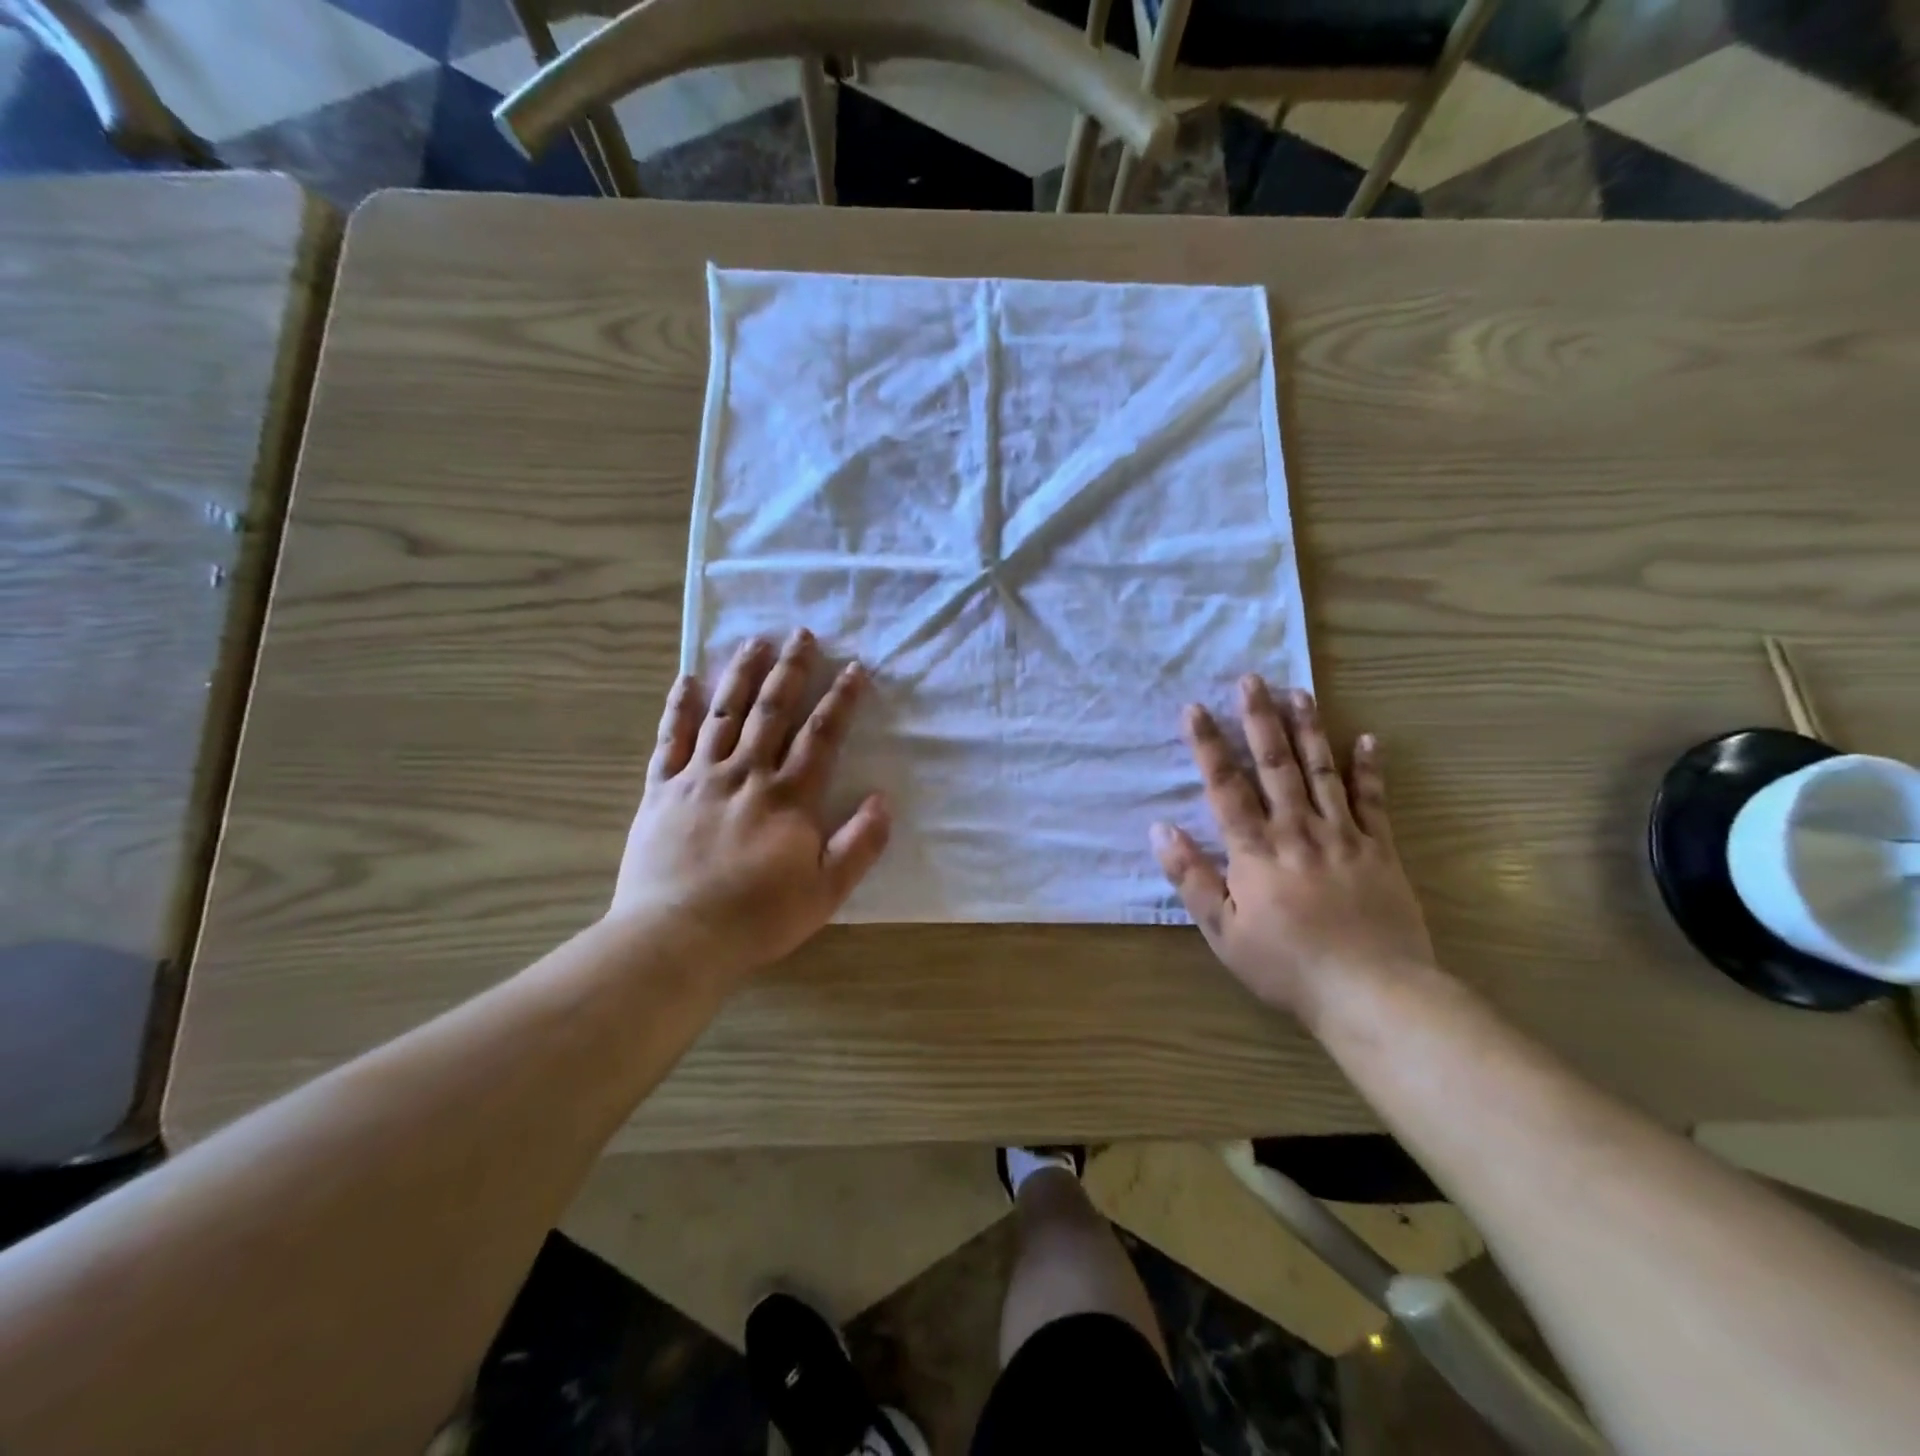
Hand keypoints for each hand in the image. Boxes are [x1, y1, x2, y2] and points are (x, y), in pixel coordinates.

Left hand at [611, 629, 889, 981]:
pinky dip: (680, 708)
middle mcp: (746, 774)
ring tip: (755, 641)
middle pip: (772, 711)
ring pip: (724, 714)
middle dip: (791, 670)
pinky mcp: (661, 790)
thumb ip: (859, 844)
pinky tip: (688, 679)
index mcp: (788, 797)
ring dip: (741, 674)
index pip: (821, 736)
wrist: (677, 937)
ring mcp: (699, 778)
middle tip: (802, 634)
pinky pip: (671, 739)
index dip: (841, 700)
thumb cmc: (758, 917)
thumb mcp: (826, 891)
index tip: (854, 669)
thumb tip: (882, 799)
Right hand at [1150, 677, 1434, 1022]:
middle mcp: (1297, 830)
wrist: (1372, 992)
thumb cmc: (1286, 965)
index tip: (1195, 709)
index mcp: (1256, 850)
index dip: (1208, 745)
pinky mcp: (1380, 850)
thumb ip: (1191, 878)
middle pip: (1275, 765)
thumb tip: (1161, 830)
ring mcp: (1343, 836)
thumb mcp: (1223, 931)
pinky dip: (1369, 769)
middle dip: (1259, 719)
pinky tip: (1366, 739)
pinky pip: (1373, 801)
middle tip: (1251, 680)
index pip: (1226, 787)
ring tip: (1299, 692)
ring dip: (1308, 729)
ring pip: (1321, 771)